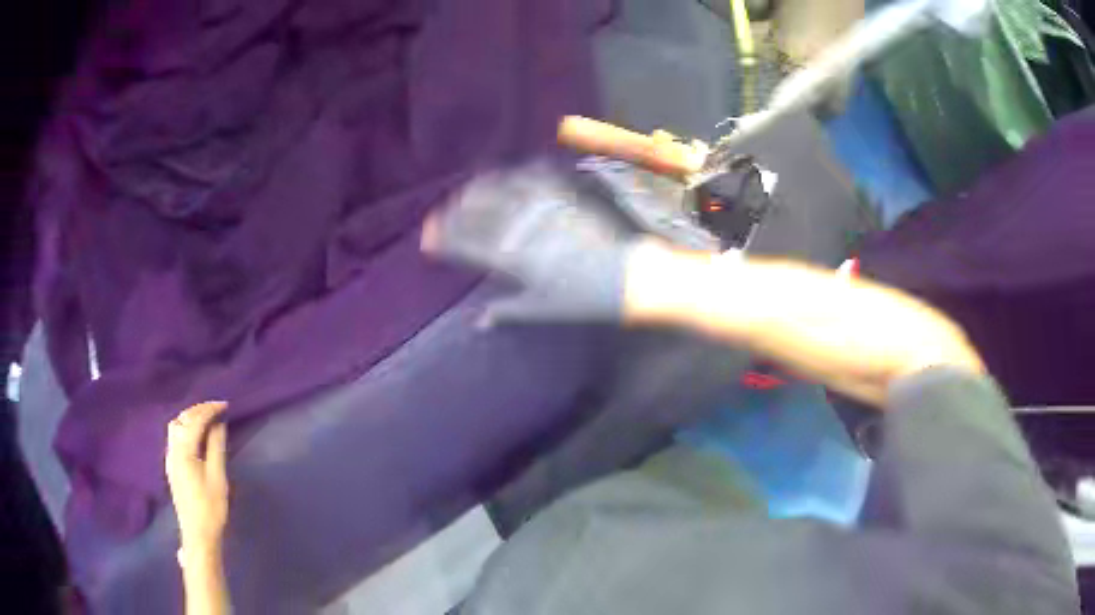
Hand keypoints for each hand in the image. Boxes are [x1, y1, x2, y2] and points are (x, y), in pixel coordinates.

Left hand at [166, 402, 228, 560]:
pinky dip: (186, 428)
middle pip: (181, 420)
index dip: (209, 410)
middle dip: (198, 410)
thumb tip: (219, 425)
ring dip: (190, 418)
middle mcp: (173, 451)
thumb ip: (216, 448)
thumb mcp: (218, 478)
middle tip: (216, 409)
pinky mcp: (172, 467)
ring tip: (207, 419)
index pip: (195, 421)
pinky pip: (175, 438)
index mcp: (183, 452)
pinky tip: (196, 436)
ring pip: (176, 428)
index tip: (225, 405)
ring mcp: (170, 459)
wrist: (198, 534)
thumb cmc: (211, 508)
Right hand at [422, 163, 635, 324]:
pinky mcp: (564, 195)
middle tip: (439, 215)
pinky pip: (535, 177)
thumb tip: (477, 322)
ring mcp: (544, 208)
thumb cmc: (585, 298)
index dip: (444, 239)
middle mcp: (524, 228)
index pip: (468, 244)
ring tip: (462, 193)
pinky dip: (515, 174)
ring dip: (477, 190)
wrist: (628, 277)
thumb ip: (506, 311)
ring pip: (501, 191)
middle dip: (452, 213)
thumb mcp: (543, 309)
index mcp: (514, 258)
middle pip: (478, 213)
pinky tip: (506, 176)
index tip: (428, 238)